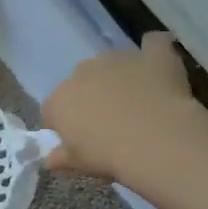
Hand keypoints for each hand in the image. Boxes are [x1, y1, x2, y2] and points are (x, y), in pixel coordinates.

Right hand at [41, 31, 200, 180]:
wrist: (155, 141)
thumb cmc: (108, 156)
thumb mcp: (78, 164)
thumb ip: (60, 158)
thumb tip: (49, 160)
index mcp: (58, 100)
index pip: (53, 110)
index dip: (65, 124)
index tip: (79, 140)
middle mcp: (82, 73)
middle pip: (82, 82)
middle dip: (92, 96)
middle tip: (110, 121)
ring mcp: (117, 60)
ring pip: (114, 64)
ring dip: (120, 76)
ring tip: (138, 99)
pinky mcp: (151, 56)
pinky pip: (153, 44)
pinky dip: (154, 49)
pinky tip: (158, 61)